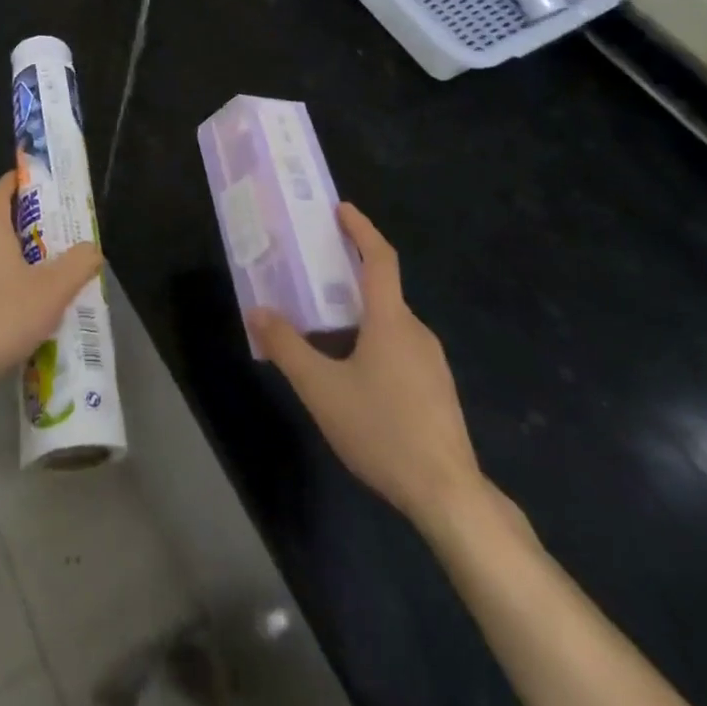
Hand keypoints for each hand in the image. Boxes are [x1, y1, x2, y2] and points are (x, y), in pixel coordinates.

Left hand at [0, 170, 103, 397]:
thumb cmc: (2, 318)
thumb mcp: (52, 292)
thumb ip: (77, 265)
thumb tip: (92, 248)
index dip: (12, 183)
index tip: (26, 178)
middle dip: (17, 230)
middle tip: (46, 241)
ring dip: (4, 264)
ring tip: (31, 281)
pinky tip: (7, 314)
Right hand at [248, 203, 483, 530]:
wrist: (449, 496)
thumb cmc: (382, 430)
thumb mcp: (322, 389)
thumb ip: (287, 347)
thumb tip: (257, 312)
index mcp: (391, 320)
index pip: (380, 258)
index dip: (361, 229)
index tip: (341, 209)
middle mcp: (416, 332)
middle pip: (383, 289)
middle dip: (351, 273)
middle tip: (315, 271)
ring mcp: (432, 362)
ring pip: (391, 322)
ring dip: (361, 311)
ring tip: (326, 323)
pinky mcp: (437, 390)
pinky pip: (400, 347)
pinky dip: (374, 339)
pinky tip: (354, 371)